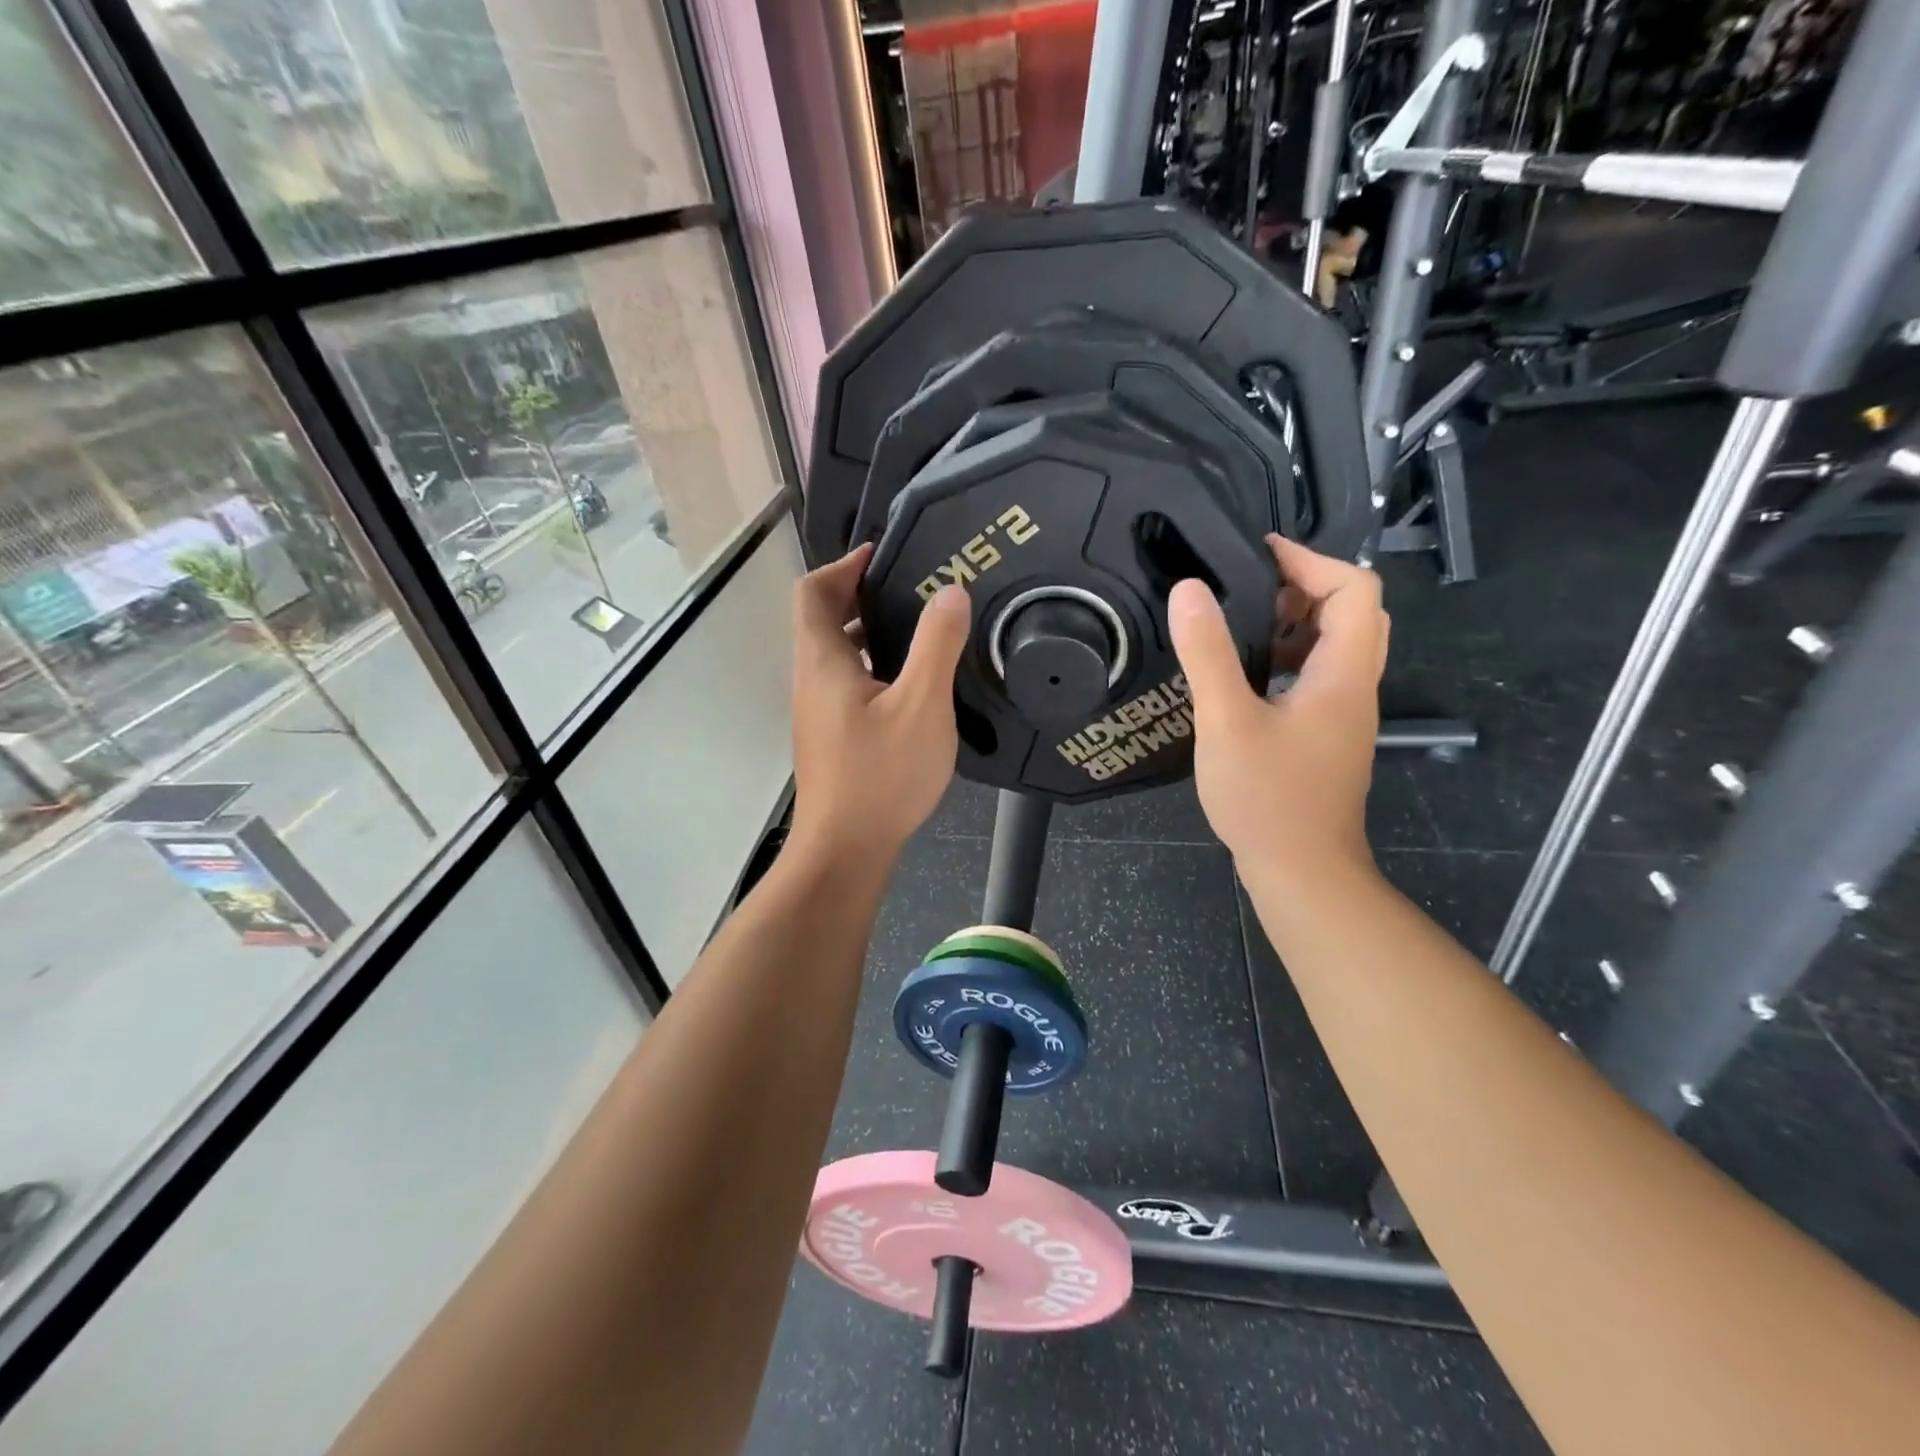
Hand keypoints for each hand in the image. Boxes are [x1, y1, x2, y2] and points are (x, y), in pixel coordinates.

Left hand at [789, 544, 971, 867]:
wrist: (846, 849)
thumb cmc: (881, 774)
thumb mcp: (922, 704)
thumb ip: (937, 644)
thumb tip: (950, 591)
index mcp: (822, 662)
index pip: (812, 593)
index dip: (841, 566)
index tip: (880, 557)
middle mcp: (811, 681)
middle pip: (821, 621)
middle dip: (859, 597)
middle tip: (909, 589)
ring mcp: (818, 713)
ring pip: (835, 656)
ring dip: (868, 634)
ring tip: (918, 629)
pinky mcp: (831, 738)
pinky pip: (846, 684)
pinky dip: (872, 667)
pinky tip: (912, 685)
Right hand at [1169, 535, 1388, 879]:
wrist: (1301, 871)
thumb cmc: (1267, 798)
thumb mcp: (1227, 721)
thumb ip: (1208, 654)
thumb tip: (1189, 589)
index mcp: (1343, 674)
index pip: (1354, 589)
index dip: (1311, 560)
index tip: (1257, 554)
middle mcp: (1354, 687)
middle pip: (1351, 613)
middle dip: (1302, 588)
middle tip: (1247, 588)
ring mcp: (1343, 715)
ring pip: (1334, 647)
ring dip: (1293, 624)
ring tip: (1237, 623)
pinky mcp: (1325, 736)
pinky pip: (1316, 678)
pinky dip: (1285, 659)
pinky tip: (1241, 676)